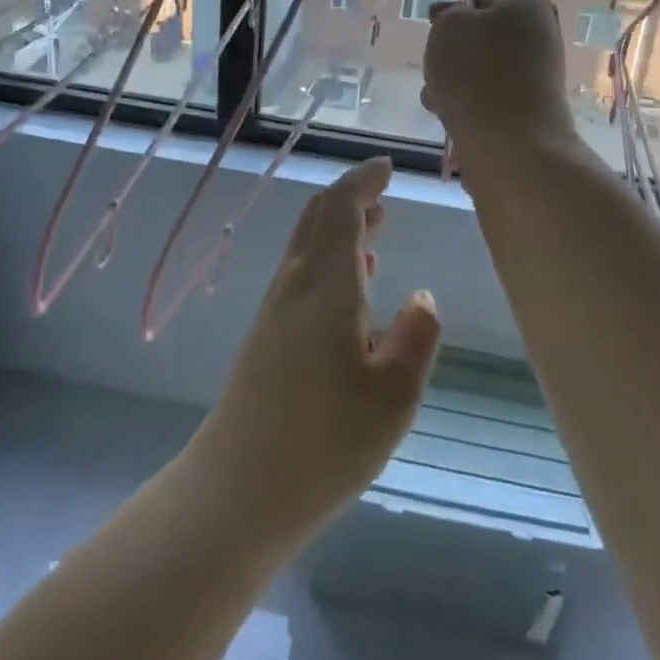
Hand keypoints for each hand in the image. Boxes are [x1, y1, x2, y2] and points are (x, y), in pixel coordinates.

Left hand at [188, 157, 441, 543]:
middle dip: (350, 198)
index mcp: (326, 288)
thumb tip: (422, 299)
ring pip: (307, 246)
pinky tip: (351, 289)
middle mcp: (295, 287)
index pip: (341, 210)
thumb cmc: (324, 444)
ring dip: (339, 227)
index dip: (363, 181)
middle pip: (316, 219)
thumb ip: (416, 339)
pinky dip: (328, 259)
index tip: (388, 167)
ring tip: (374, 228)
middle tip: (383, 193)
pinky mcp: (265, 339)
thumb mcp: (394, 397)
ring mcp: (274, 312)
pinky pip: (301, 275)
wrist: (236, 492)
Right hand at [423, 0, 576, 157]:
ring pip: (482, 66)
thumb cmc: (477, 73)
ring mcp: (536, 73)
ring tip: (436, 97)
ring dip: (453, 78)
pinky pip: (489, 95)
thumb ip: (448, 14)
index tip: (439, 30)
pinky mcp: (528, 107)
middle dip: (453, 49)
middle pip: (483, 32)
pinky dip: (467, 102)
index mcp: (527, 2)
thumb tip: (458, 18)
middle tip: (436, 65)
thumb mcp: (448, 27)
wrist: (511, 145)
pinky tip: (449, 116)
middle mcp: (539, 33)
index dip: (458, 8)